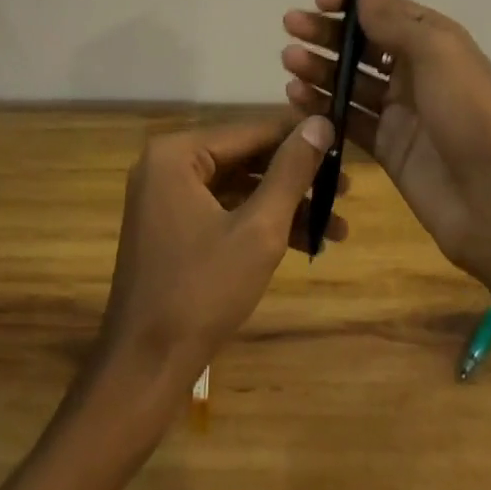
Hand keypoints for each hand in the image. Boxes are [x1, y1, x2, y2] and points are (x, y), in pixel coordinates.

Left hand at [97, 115, 342, 392]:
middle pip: (245, 158)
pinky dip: (260, 223)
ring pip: (238, 187)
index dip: (299, 138)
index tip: (342, 143)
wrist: (145, 367)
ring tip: (337, 224)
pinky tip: (305, 241)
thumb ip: (290, 172)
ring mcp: (166, 197)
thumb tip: (320, 122)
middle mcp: (167, 165)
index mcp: (176, 153)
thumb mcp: (258, 229)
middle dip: (296, 178)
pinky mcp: (173, 228)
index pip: (250, 131)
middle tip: (345, 188)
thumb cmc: (202, 291)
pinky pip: (224, 210)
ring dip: (284, 205)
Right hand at [282, 0, 490, 281]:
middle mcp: (415, 71)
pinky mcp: (387, 147)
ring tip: (289, 61)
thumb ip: (394, 17)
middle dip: (326, 32)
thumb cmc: (468, 113)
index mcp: (433, 41)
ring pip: (350, 80)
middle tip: (290, 26)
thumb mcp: (435, 52)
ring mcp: (400, 111)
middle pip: (362, 43)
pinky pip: (348, 119)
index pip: (385, 9)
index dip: (351, 0)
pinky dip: (322, 105)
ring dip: (319, 66)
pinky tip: (296, 96)